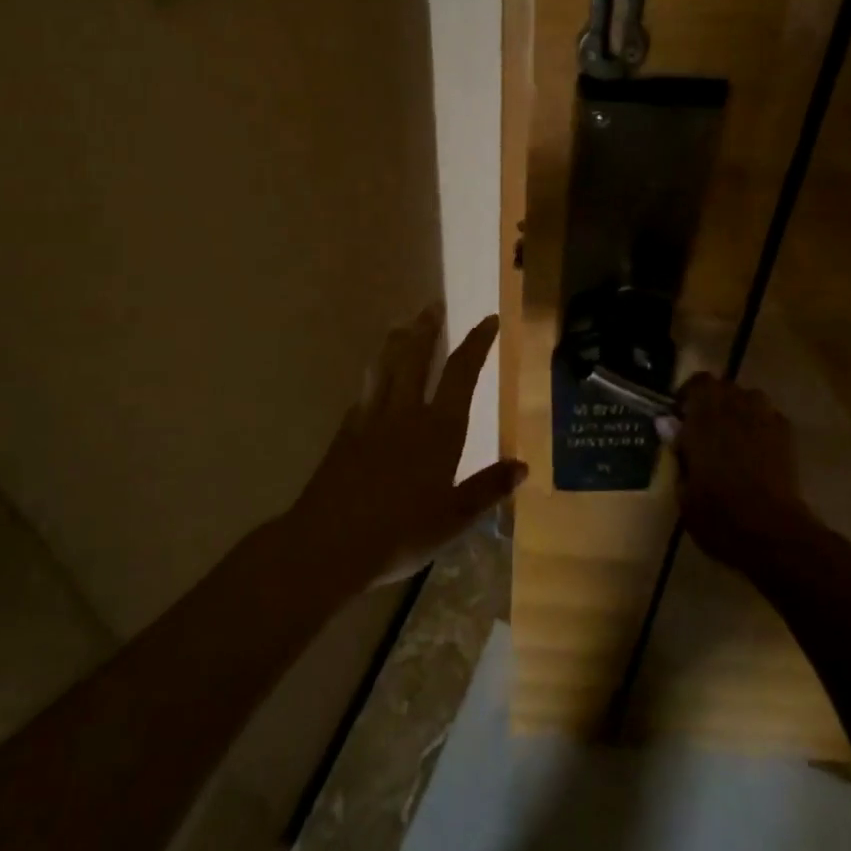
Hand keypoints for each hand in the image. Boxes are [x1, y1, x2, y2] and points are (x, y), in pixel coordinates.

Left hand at [286, 304, 525, 586]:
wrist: (327, 545)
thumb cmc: (399, 534)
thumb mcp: (453, 519)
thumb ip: (487, 489)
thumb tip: (522, 466)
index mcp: (439, 429)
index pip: (462, 373)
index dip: (476, 343)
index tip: (488, 319)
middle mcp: (405, 413)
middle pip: (416, 357)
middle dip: (427, 328)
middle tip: (433, 305)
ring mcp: (371, 419)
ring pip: (385, 366)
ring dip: (396, 341)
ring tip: (402, 324)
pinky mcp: (346, 432)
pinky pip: (364, 391)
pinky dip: (373, 376)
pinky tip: (373, 378)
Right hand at [674, 375, 815, 566]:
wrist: (772, 533)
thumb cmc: (718, 514)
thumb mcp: (684, 490)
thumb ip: (677, 450)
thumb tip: (666, 423)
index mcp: (704, 418)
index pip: (697, 382)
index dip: (688, 395)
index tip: (680, 415)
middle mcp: (735, 409)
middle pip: (724, 386)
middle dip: (713, 400)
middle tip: (704, 426)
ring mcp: (764, 420)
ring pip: (750, 397)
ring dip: (739, 408)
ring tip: (732, 434)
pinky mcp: (786, 437)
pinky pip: (770, 417)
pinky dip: (760, 424)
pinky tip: (756, 449)